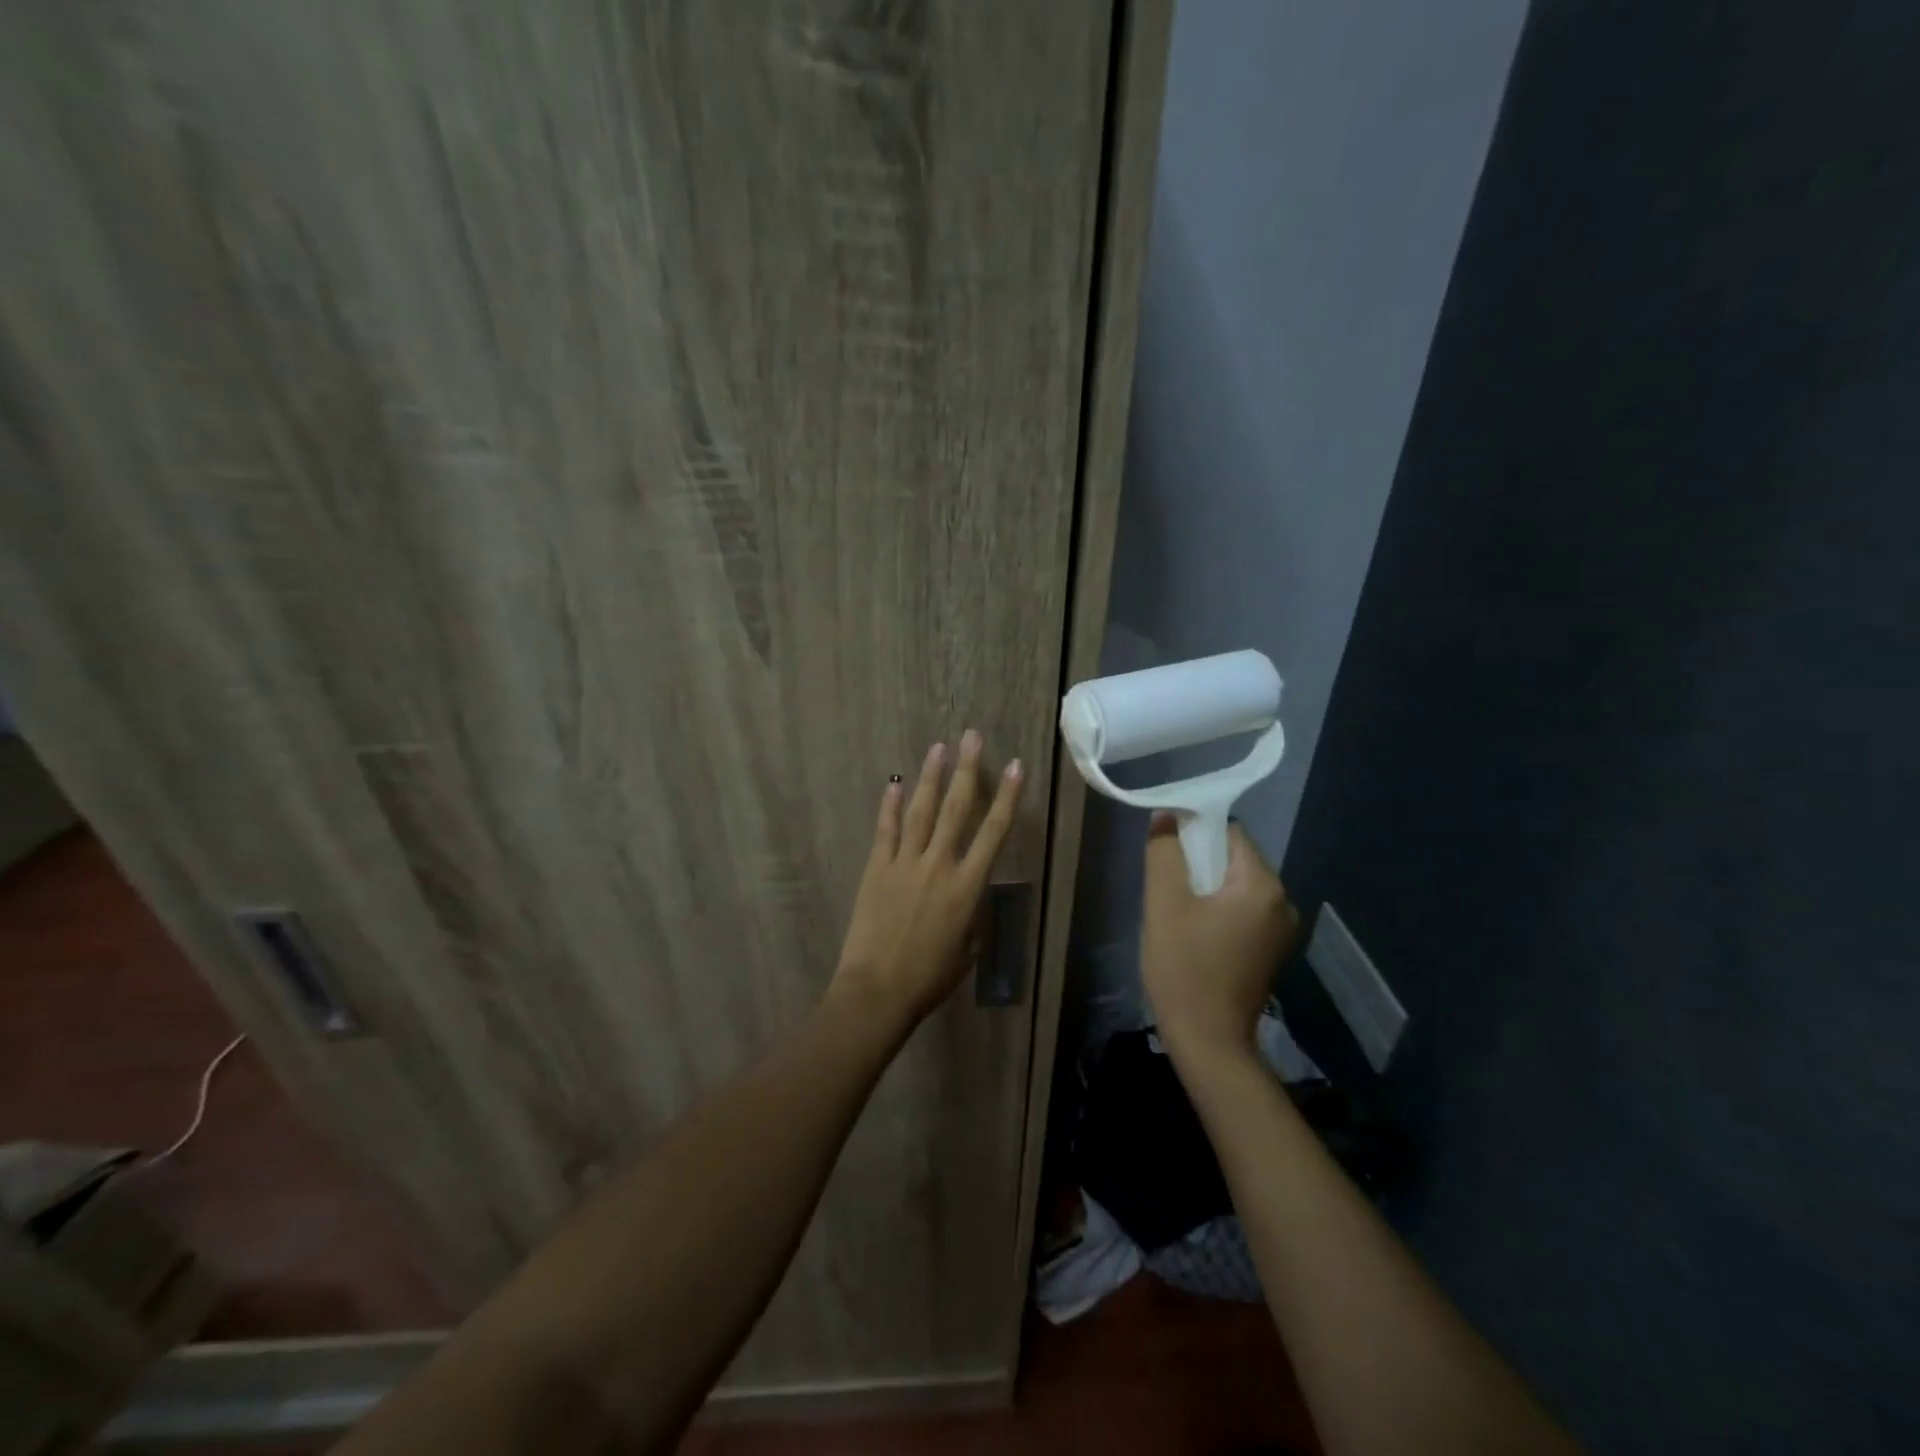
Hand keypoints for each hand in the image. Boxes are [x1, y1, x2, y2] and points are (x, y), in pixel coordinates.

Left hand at [831, 731, 1023, 1027]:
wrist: (878, 990)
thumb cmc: (929, 977)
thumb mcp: (967, 949)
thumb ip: (972, 915)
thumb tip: (969, 896)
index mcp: (967, 886)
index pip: (994, 832)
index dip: (1007, 797)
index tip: (1016, 767)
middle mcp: (939, 864)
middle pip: (957, 808)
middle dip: (967, 770)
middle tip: (972, 737)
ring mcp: (904, 862)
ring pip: (921, 810)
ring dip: (931, 777)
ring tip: (939, 747)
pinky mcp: (876, 868)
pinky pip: (885, 830)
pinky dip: (889, 805)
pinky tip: (894, 782)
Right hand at [1141, 812, 1300, 1064]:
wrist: (1209, 1043)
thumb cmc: (1184, 969)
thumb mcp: (1164, 905)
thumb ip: (1164, 854)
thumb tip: (1166, 817)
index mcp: (1263, 886)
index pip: (1230, 833)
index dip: (1194, 834)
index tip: (1166, 853)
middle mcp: (1283, 902)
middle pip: (1235, 859)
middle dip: (1199, 863)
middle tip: (1166, 887)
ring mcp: (1281, 930)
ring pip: (1236, 886)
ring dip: (1206, 888)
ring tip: (1176, 912)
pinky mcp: (1271, 950)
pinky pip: (1242, 911)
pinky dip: (1218, 910)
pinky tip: (1194, 933)